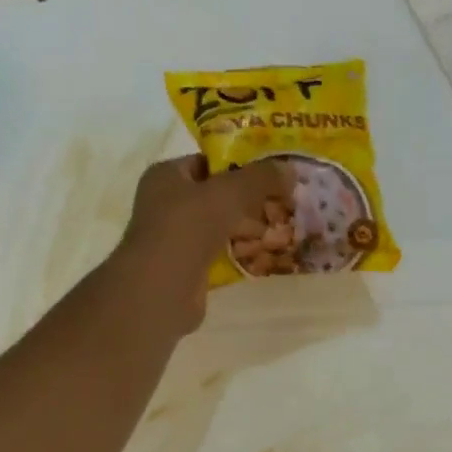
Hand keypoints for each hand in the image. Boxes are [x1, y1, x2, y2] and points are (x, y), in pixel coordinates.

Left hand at [111, 155, 287, 332]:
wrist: (161, 289)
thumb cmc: (188, 228)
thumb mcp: (230, 193)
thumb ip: (260, 178)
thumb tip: (290, 170)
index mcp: (167, 176)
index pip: (208, 162)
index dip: (241, 165)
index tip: (273, 175)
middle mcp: (166, 203)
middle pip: (216, 195)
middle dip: (249, 200)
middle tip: (283, 203)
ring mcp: (175, 237)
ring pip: (219, 225)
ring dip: (246, 227)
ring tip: (280, 228)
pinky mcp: (186, 268)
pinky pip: (218, 253)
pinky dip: (239, 252)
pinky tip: (263, 254)